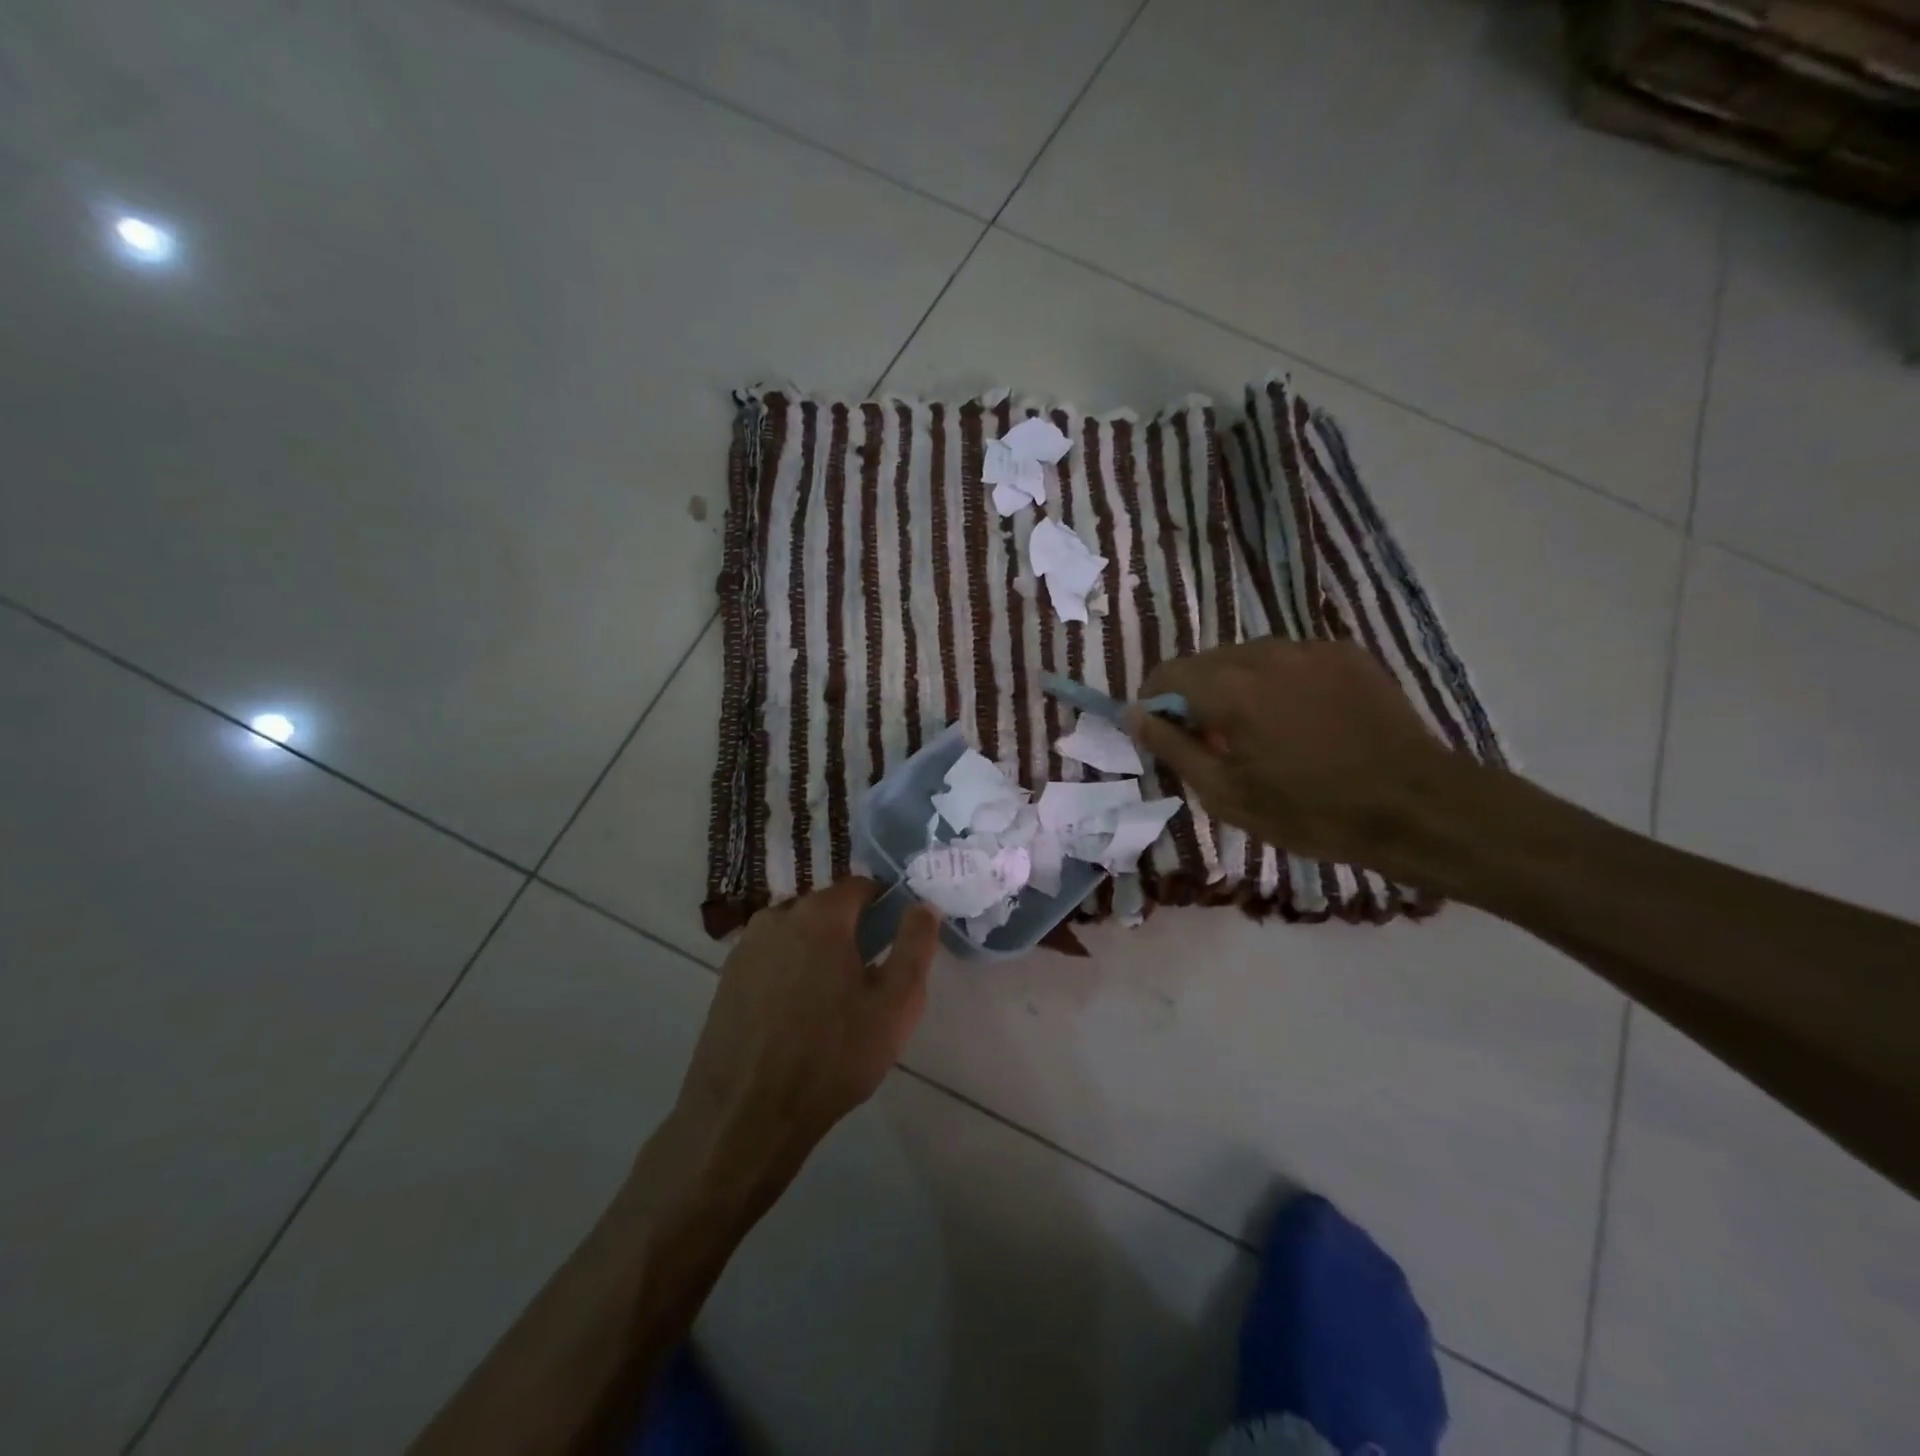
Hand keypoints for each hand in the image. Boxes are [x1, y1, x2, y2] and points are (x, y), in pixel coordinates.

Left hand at [671, 878, 939, 1185]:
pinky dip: (788, 972)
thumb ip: (915, 945)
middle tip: (868, 977)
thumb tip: (923, 905)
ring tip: (831, 1000)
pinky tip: (795, 1015)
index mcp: (820, 915)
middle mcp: (778, 917)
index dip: (884, 906)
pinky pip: (770, 959)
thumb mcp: (895, 1003)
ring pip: (795, 933)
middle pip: (825, 909)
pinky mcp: (726, 979)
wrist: (747, 1115)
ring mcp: (746, 948)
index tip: (895, 938)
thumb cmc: (832, 1055)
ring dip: (816, 951)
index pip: (860, 886)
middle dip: (850, 931)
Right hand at [1126, 639, 1461, 875]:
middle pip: (1207, 662)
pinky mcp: (1345, 653)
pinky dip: (1278, 683)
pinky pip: (1290, 660)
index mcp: (1230, 688)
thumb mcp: (1226, 794)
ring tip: (1260, 732)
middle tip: (1212, 742)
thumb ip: (1171, 747)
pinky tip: (1301, 721)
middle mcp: (1265, 654)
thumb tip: (1134, 715)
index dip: (1154, 700)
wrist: (1415, 806)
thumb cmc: (1309, 811)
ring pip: (1248, 658)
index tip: (1161, 732)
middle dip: (1196, 696)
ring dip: (1237, 687)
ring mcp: (1310, 649)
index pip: (1168, 673)